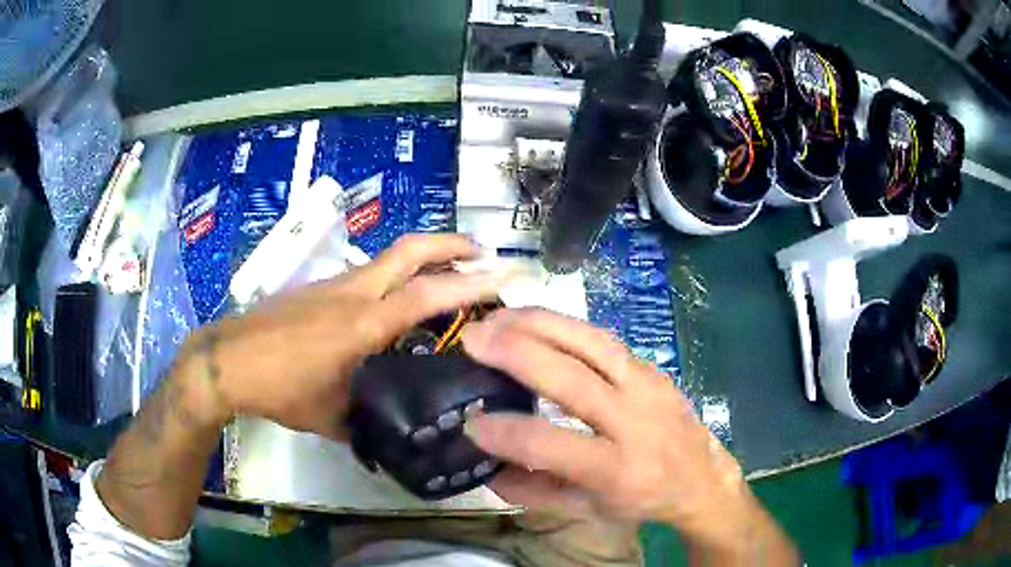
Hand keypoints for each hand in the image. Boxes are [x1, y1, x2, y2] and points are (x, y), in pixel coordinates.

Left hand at [178, 234, 504, 438]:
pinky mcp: (320, 289)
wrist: (227, 359)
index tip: (506, 275)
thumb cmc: (278, 388)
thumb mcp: (329, 417)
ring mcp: (335, 285)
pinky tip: (399, 303)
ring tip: (451, 277)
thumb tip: (390, 437)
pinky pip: (370, 273)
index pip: (427, 295)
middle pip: (410, 250)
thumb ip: (365, 423)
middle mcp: (353, 294)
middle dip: (452, 244)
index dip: (471, 283)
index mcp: (362, 326)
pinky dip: (398, 276)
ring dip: (426, 259)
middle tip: (485, 253)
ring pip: (390, 258)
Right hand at [461, 309, 792, 559]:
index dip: (506, 434)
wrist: (701, 476)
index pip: (553, 445)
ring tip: (497, 316)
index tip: (471, 423)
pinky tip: (534, 320)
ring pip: (590, 343)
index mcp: (617, 469)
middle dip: (516, 355)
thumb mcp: (587, 509)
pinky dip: (563, 325)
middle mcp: (634, 420)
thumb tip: (488, 470)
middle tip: (472, 338)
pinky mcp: (651, 367)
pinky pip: (602, 338)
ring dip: (538, 324)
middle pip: (572, 380)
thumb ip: (535, 493)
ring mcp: (647, 385)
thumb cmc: (641, 499)